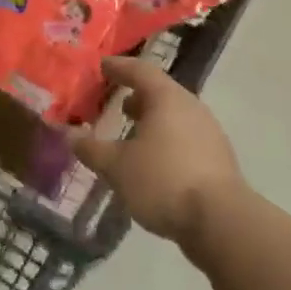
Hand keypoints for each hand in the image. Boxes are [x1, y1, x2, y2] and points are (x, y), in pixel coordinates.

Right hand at [71, 57, 244, 248]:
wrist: (221, 222)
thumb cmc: (164, 180)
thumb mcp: (118, 166)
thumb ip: (92, 149)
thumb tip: (69, 134)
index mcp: (167, 98)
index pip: (140, 70)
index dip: (119, 67)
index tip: (102, 66)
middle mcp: (191, 107)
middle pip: (161, 93)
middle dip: (137, 97)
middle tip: (117, 104)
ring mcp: (209, 133)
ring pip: (175, 117)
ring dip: (152, 122)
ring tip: (132, 136)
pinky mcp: (218, 160)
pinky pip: (186, 139)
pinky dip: (166, 142)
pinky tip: (154, 164)